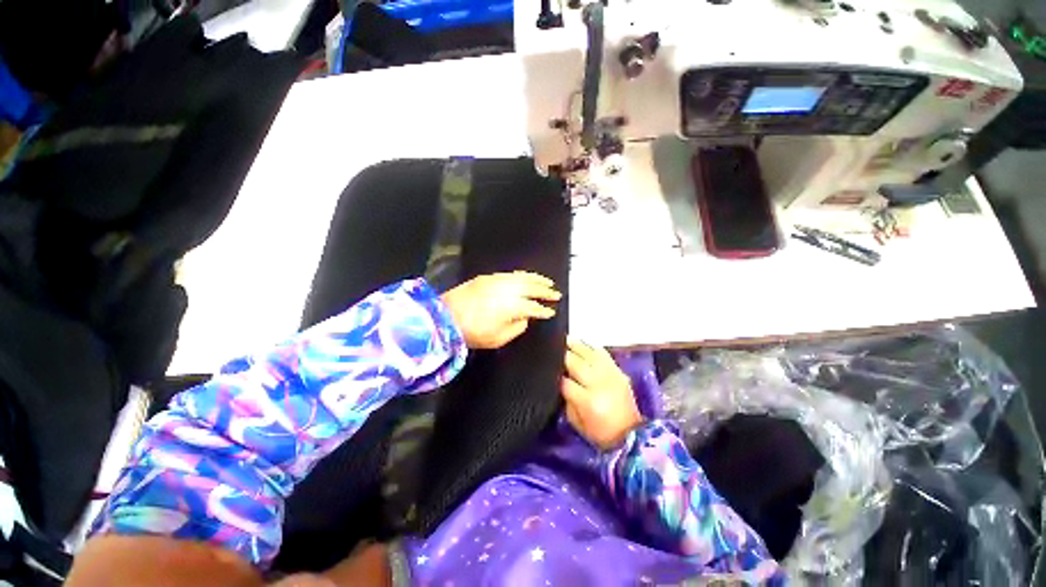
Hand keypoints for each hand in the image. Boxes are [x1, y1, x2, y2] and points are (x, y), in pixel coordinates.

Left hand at [440, 272, 560, 348]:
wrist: (445, 317)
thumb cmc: (473, 332)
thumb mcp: (498, 339)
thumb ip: (516, 328)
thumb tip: (524, 319)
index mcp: (512, 307)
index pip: (534, 307)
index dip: (544, 310)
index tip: (551, 312)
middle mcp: (508, 290)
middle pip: (532, 288)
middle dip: (546, 290)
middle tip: (556, 293)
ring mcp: (498, 281)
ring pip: (523, 277)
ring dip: (536, 279)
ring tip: (547, 281)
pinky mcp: (488, 277)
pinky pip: (511, 274)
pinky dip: (522, 275)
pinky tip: (526, 277)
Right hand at [561, 337, 642, 449]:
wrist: (630, 434)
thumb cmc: (599, 432)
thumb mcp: (575, 421)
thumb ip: (566, 399)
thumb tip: (559, 381)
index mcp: (587, 401)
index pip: (565, 382)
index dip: (554, 375)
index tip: (547, 369)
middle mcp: (599, 384)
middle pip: (576, 363)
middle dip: (563, 355)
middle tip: (552, 349)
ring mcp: (610, 375)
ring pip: (590, 353)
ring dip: (576, 345)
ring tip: (565, 339)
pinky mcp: (618, 371)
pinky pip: (603, 353)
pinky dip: (591, 347)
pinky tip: (582, 344)